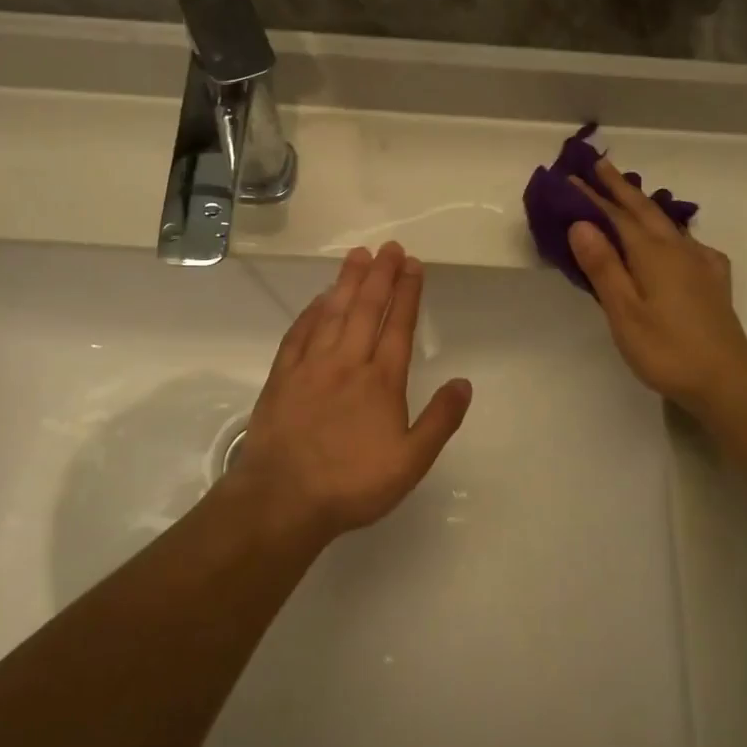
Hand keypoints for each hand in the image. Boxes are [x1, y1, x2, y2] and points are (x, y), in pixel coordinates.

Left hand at [235, 241, 472, 537]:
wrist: (283, 499)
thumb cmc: (352, 484)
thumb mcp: (410, 463)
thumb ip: (440, 421)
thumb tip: (464, 382)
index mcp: (381, 381)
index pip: (398, 325)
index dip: (408, 292)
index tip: (414, 264)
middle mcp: (347, 363)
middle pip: (366, 309)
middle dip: (381, 275)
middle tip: (390, 247)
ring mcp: (311, 366)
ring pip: (333, 313)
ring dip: (347, 281)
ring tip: (359, 255)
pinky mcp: (282, 376)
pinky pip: (299, 333)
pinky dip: (311, 312)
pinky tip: (319, 298)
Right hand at [568, 156, 746, 408]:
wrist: (727, 378)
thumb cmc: (666, 348)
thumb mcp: (624, 312)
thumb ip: (603, 266)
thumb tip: (581, 223)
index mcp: (652, 253)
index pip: (616, 216)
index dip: (592, 196)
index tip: (571, 177)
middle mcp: (677, 248)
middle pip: (644, 210)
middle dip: (620, 187)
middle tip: (599, 165)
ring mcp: (699, 262)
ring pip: (666, 223)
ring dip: (642, 204)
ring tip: (628, 194)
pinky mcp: (712, 279)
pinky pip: (685, 241)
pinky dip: (668, 229)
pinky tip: (673, 239)